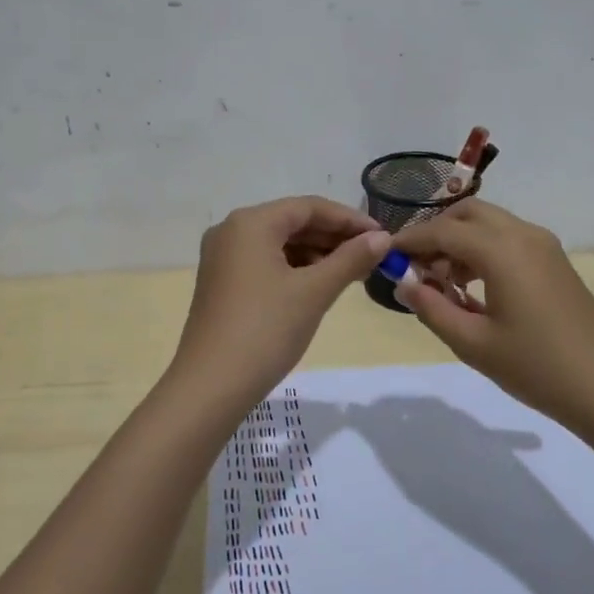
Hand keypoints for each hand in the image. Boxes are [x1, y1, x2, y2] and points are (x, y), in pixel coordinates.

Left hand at [173, 196, 390, 405]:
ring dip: (317, 254)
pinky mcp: (222, 283)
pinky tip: (320, 286)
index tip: (383, 236)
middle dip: (334, 238)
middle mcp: (231, 231)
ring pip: (279, 244)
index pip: (309, 207)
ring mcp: (222, 258)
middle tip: (372, 256)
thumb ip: (350, 259)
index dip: (349, 219)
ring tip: (352, 273)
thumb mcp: (314, 292)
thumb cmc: (265, 330)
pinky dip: (295, 269)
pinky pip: (265, 263)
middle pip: (293, 222)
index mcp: (250, 222)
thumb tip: (383, 237)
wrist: (211, 386)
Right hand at [392, 200, 593, 435]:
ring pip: (490, 224)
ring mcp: (544, 246)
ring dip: (460, 240)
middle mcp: (523, 234)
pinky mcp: (555, 261)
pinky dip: (483, 249)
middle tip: (416, 268)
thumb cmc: (537, 367)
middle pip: (467, 213)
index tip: (385, 257)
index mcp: (501, 250)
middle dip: (436, 233)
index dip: (410, 242)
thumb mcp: (473, 343)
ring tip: (441, 282)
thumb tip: (403, 283)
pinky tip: (474, 287)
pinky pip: (509, 239)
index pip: (442, 231)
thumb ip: (432, 308)